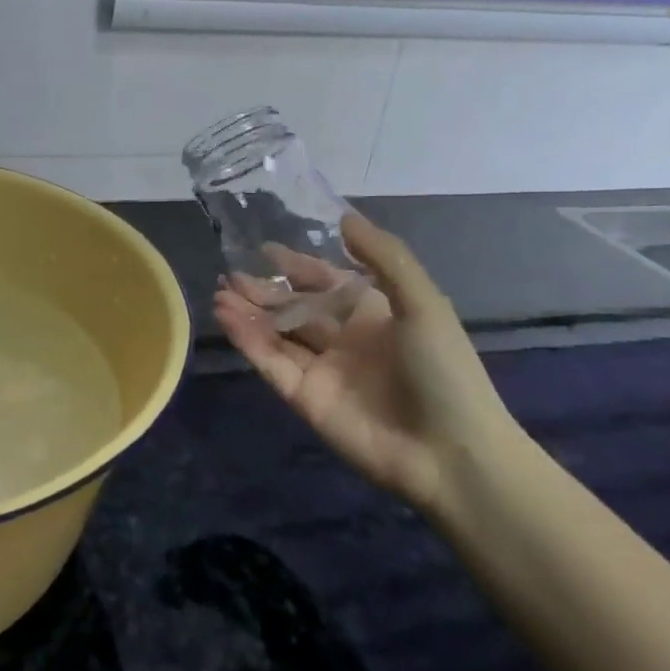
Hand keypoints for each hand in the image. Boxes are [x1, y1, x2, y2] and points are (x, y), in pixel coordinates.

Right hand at [213, 212, 518, 510]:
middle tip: (230, 274)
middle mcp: (345, 339)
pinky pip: (271, 362)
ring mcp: (322, 370)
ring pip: (277, 334)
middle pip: (295, 308)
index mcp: (374, 315)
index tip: (265, 249)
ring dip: (249, 314)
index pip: (327, 283)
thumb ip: (384, 257)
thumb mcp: (422, 302)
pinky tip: (227, 317)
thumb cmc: (442, 369)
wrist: (449, 453)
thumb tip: (344, 217)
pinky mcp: (304, 398)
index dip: (297, 265)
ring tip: (220, 293)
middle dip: (264, 291)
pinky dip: (248, 340)